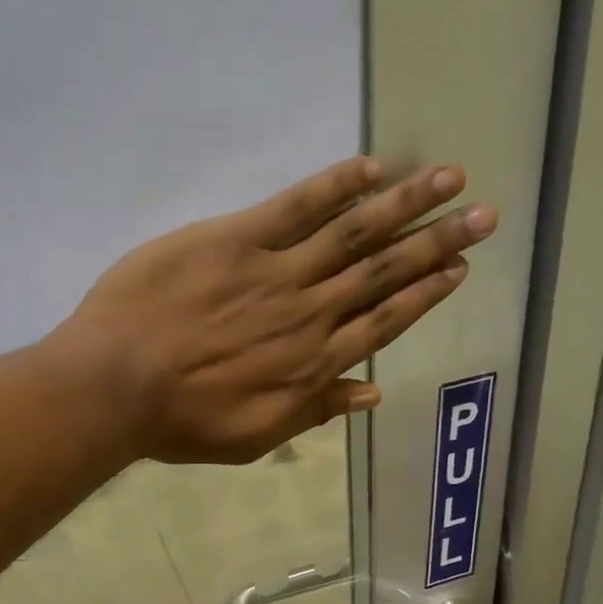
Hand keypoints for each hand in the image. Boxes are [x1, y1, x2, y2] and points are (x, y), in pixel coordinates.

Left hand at [51, 156, 497, 463]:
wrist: (118, 386)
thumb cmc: (183, 422)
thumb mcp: (255, 436)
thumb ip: (314, 410)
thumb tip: (372, 392)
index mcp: (313, 364)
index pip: (384, 322)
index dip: (426, 294)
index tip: (460, 270)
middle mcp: (310, 313)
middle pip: (383, 272)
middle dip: (437, 242)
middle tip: (484, 215)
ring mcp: (276, 272)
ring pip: (354, 233)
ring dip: (405, 205)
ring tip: (450, 178)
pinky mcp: (237, 239)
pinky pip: (297, 206)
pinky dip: (336, 185)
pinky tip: (372, 167)